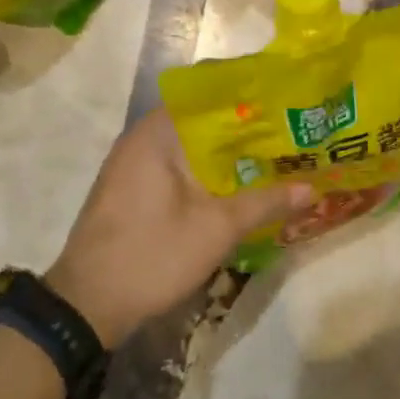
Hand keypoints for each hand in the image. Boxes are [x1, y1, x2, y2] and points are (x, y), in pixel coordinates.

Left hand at [46, 109, 312, 348]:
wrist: (88, 306)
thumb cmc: (152, 255)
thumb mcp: (217, 229)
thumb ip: (265, 202)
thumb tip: (312, 188)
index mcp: (157, 133)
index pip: (208, 92)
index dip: (249, 95)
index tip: (285, 100)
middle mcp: (143, 139)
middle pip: (203, 121)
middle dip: (247, 129)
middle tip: (292, 133)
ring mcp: (135, 166)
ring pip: (193, 148)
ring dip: (230, 155)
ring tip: (277, 157)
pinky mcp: (135, 191)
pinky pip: (180, 168)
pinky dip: (210, 173)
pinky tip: (242, 187)